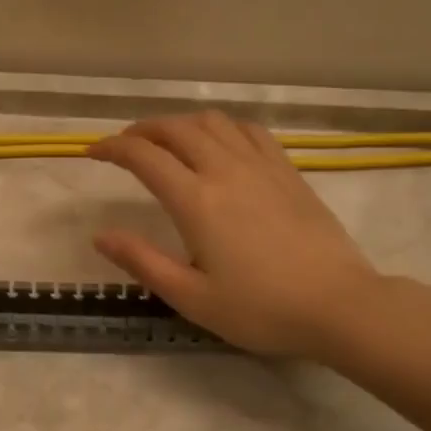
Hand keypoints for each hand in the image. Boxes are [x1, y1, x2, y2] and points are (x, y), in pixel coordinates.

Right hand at [89, 112, 385, 357]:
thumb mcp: (191, 297)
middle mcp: (225, 170)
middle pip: (176, 129)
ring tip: (167, 140)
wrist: (339, 305)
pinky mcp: (288, 171)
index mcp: (196, 201)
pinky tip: (219, 142)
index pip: (144, 156)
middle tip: (125, 145)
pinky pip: (249, 131)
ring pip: (212, 122)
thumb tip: (100, 236)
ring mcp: (261, 166)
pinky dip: (222, 126)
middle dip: (143, 130)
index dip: (112, 148)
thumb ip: (142, 262)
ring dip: (181, 123)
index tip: (92, 152)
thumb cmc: (260, 309)